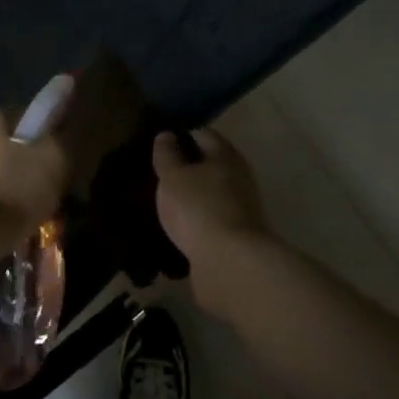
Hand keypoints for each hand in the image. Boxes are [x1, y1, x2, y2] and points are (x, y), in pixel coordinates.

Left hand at [0, 109, 71, 253]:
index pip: (30, 116)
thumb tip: (70, 128)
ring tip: (34, 209)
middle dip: (30, 162)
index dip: (51, 136)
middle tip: (51, 187)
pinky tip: (12, 220)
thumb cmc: (13, 191)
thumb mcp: (55, 161)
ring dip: (14, 182)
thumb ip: (66, 138)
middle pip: (12, 144)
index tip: (63, 159)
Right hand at [153, 128, 272, 315]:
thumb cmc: (199, 209)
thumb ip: (167, 154)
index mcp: (226, 155)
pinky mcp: (235, 236)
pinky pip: (211, 218)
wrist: (231, 265)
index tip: (158, 142)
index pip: (202, 133)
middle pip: (210, 163)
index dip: (180, 134)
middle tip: (158, 172)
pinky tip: (178, 225)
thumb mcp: (173, 177)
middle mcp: (238, 177)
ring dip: (191, 194)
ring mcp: (240, 208)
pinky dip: (196, 219)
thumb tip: (166, 135)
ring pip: (210, 192)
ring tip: (164, 199)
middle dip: (186, 165)